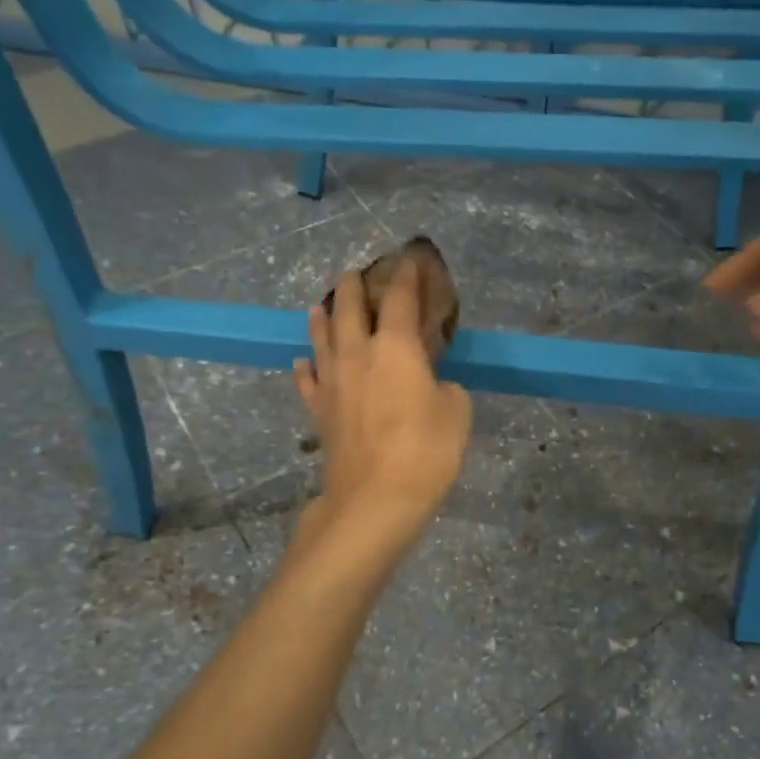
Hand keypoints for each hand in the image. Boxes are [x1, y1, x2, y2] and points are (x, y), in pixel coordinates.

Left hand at [294, 263, 472, 534]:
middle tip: (355, 274)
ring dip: (321, 318)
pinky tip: (302, 363)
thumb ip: (446, 388)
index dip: (406, 275)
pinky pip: (308, 381)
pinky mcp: (319, 412)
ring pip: (321, 339)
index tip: (409, 259)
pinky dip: (305, 368)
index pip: (400, 299)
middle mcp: (358, 355)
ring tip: (320, 305)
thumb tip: (432, 385)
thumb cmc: (425, 451)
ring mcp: (333, 383)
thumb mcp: (457, 412)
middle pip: (348, 309)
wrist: (374, 499)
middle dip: (352, 287)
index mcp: (396, 347)